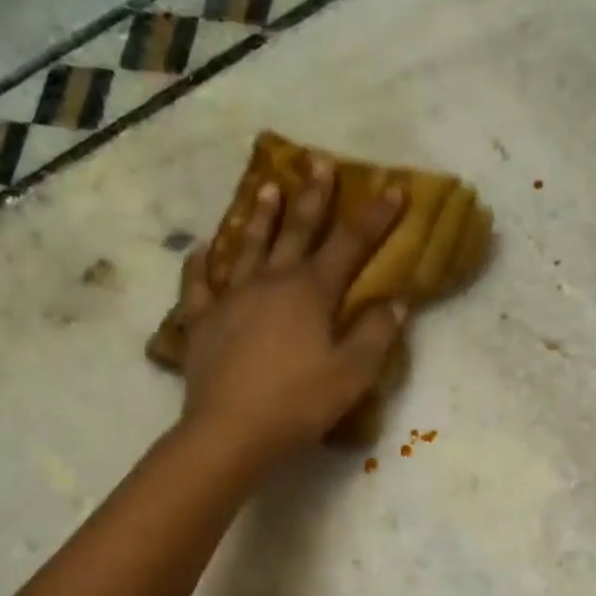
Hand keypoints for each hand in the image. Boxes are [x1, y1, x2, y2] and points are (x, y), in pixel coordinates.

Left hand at [177, 160, 405, 468]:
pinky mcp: (202, 322)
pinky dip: (200, 265)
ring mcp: (231, 298)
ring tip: (267, 187)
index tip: (393, 187)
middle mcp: (270, 282)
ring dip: (260, 216)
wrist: (231, 432)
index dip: (375, 216)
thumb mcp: (353, 374)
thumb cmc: (299, 403)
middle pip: (296, 232)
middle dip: (313, 198)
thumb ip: (377, 334)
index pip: (350, 244)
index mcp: (311, 292)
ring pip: (247, 246)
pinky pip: (198, 285)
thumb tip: (397, 301)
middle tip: (320, 163)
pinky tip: (201, 250)